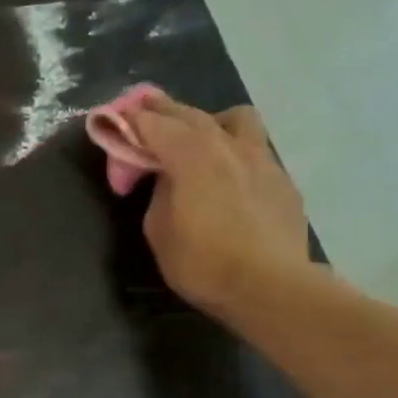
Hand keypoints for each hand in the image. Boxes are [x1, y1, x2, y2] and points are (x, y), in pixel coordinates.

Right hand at [133, 97, 313, 315]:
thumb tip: (169, 177)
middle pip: (190, 114)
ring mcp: (261, 159)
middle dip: (163, 110)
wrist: (270, 288)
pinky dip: (234, 152)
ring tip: (198, 141)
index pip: (153, 123)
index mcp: (191, 154)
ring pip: (235, 120)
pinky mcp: (282, 180)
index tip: (115, 119)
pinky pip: (255, 150)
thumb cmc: (203, 262)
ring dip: (210, 121)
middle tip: (144, 110)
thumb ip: (160, 191)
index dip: (130, 120)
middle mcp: (228, 145)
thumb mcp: (159, 229)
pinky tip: (230, 178)